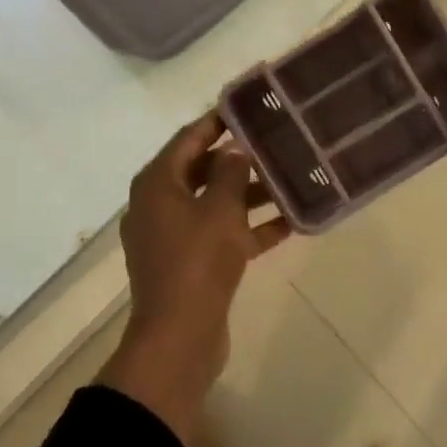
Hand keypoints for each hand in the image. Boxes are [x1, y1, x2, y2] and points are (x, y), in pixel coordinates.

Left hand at [100, 111, 289, 441]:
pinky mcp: (189, 263)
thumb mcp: (220, 211)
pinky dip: (248, 228)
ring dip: (248, 195)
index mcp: (157, 184)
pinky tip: (289, 223)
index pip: (188, 138)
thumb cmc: (196, 263)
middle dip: (239, 160)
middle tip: (276, 143)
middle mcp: (159, 204)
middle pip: (202, 170)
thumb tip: (235, 149)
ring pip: (214, 203)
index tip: (249, 108)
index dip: (218, 121)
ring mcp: (173, 236)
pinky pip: (220, 234)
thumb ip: (231, 174)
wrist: (179, 339)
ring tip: (289, 180)